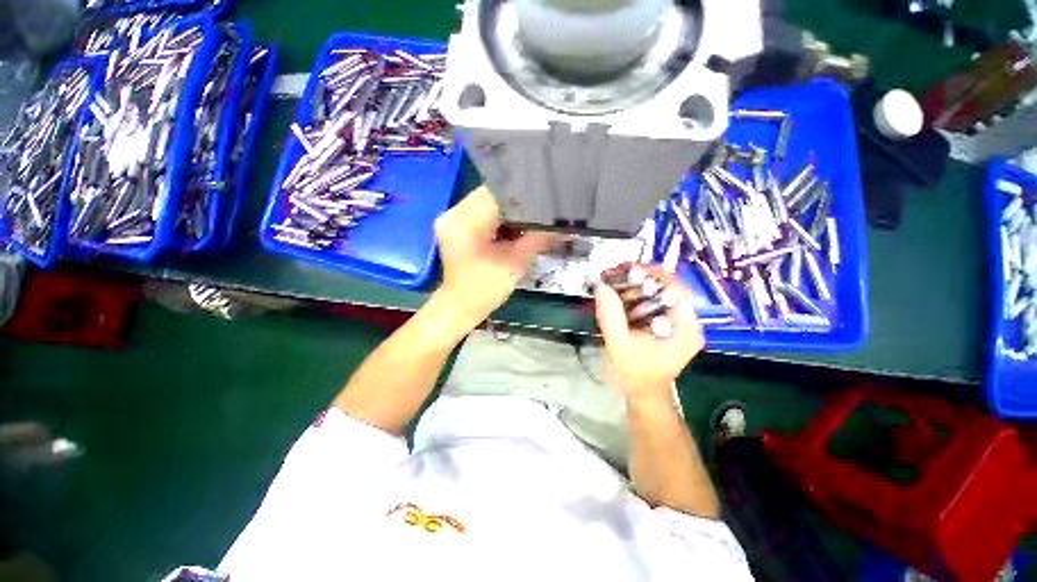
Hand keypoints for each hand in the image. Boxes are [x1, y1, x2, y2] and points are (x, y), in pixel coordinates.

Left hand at [434, 186, 554, 327]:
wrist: (461, 306)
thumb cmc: (486, 289)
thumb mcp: (516, 263)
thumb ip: (538, 239)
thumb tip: (562, 225)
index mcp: (465, 222)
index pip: (499, 194)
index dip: (524, 198)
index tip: (544, 204)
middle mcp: (453, 213)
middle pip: (492, 195)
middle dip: (517, 205)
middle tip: (539, 213)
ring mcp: (452, 218)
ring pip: (488, 202)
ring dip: (508, 211)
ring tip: (527, 221)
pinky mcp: (455, 224)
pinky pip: (481, 211)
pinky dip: (498, 218)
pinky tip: (512, 228)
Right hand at [595, 265, 703, 402]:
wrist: (642, 394)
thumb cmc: (633, 372)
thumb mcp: (617, 342)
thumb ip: (609, 314)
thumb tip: (601, 285)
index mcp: (684, 329)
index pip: (675, 289)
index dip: (651, 274)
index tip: (625, 269)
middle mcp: (689, 323)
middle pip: (669, 288)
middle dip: (642, 278)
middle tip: (616, 274)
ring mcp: (682, 324)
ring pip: (663, 293)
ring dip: (640, 285)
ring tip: (616, 281)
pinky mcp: (673, 325)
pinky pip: (658, 302)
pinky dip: (641, 295)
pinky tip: (624, 294)